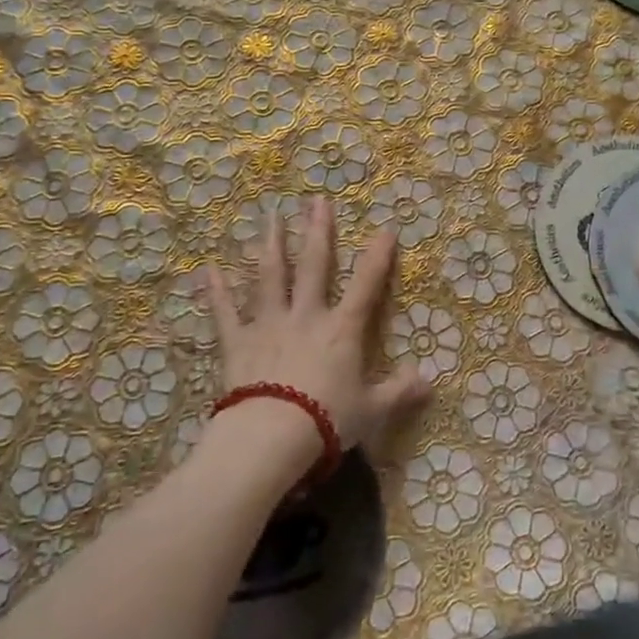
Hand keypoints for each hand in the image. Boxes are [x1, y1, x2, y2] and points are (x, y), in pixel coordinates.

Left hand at [202, 196, 429, 454]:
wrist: (271, 437)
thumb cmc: (326, 421)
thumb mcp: (372, 410)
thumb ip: (400, 391)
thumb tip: (430, 382)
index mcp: (342, 329)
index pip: (366, 285)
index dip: (378, 256)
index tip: (386, 228)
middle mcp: (306, 316)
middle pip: (314, 266)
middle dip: (318, 232)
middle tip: (317, 201)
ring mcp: (269, 325)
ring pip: (270, 277)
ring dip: (271, 245)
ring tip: (271, 217)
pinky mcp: (237, 343)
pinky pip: (224, 313)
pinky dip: (216, 292)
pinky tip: (208, 270)